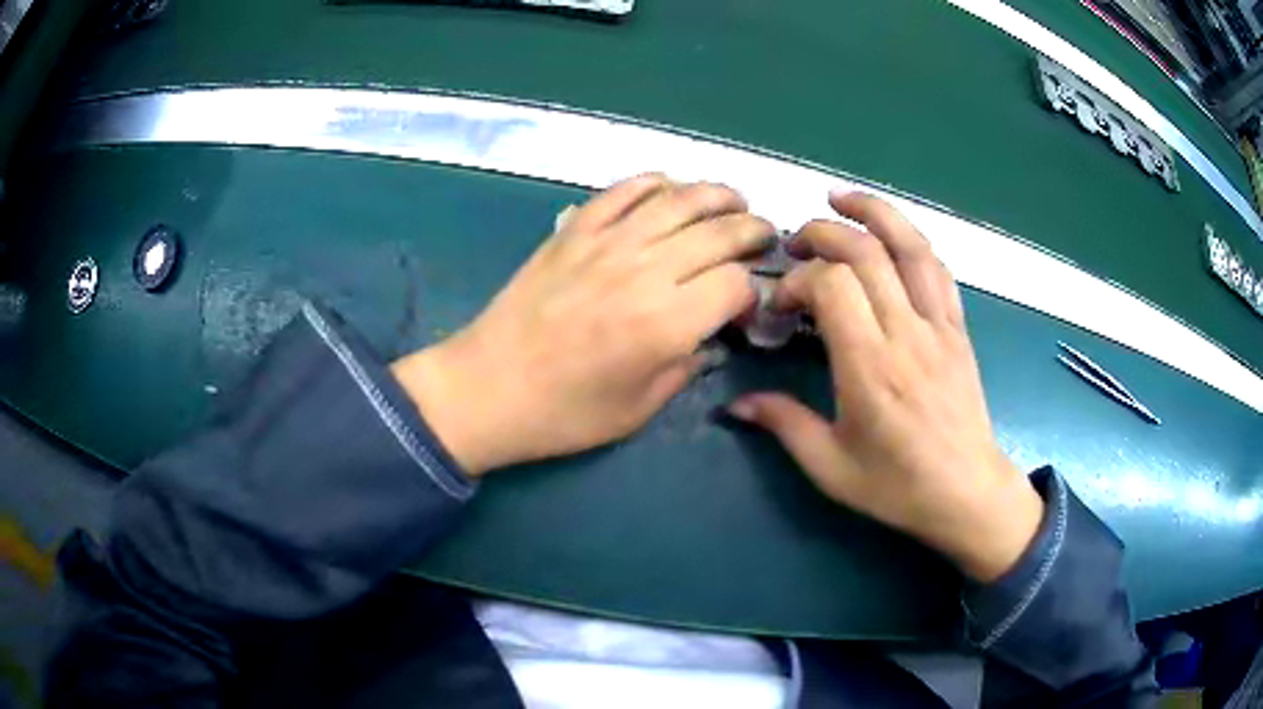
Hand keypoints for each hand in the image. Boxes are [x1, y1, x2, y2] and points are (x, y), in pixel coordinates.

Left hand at [393, 175, 774, 476]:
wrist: (487, 388)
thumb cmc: (564, 414)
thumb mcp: (639, 411)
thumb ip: (686, 367)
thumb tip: (711, 336)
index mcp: (666, 324)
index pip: (736, 283)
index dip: (753, 291)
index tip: (746, 305)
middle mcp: (645, 271)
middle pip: (719, 231)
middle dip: (753, 231)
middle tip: (765, 236)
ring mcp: (607, 242)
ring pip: (679, 199)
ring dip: (717, 195)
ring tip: (734, 202)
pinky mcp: (574, 230)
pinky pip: (624, 191)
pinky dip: (655, 182)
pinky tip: (671, 189)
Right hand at [728, 192, 1042, 582]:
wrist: (967, 493)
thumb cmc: (898, 487)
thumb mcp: (831, 468)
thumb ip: (784, 425)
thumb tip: (736, 404)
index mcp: (871, 368)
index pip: (832, 286)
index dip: (797, 281)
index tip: (780, 306)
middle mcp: (907, 334)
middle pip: (865, 252)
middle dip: (821, 234)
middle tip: (794, 245)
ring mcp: (939, 325)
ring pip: (909, 245)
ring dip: (873, 212)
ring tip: (839, 198)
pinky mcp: (958, 328)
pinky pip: (937, 268)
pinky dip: (911, 239)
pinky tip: (890, 234)